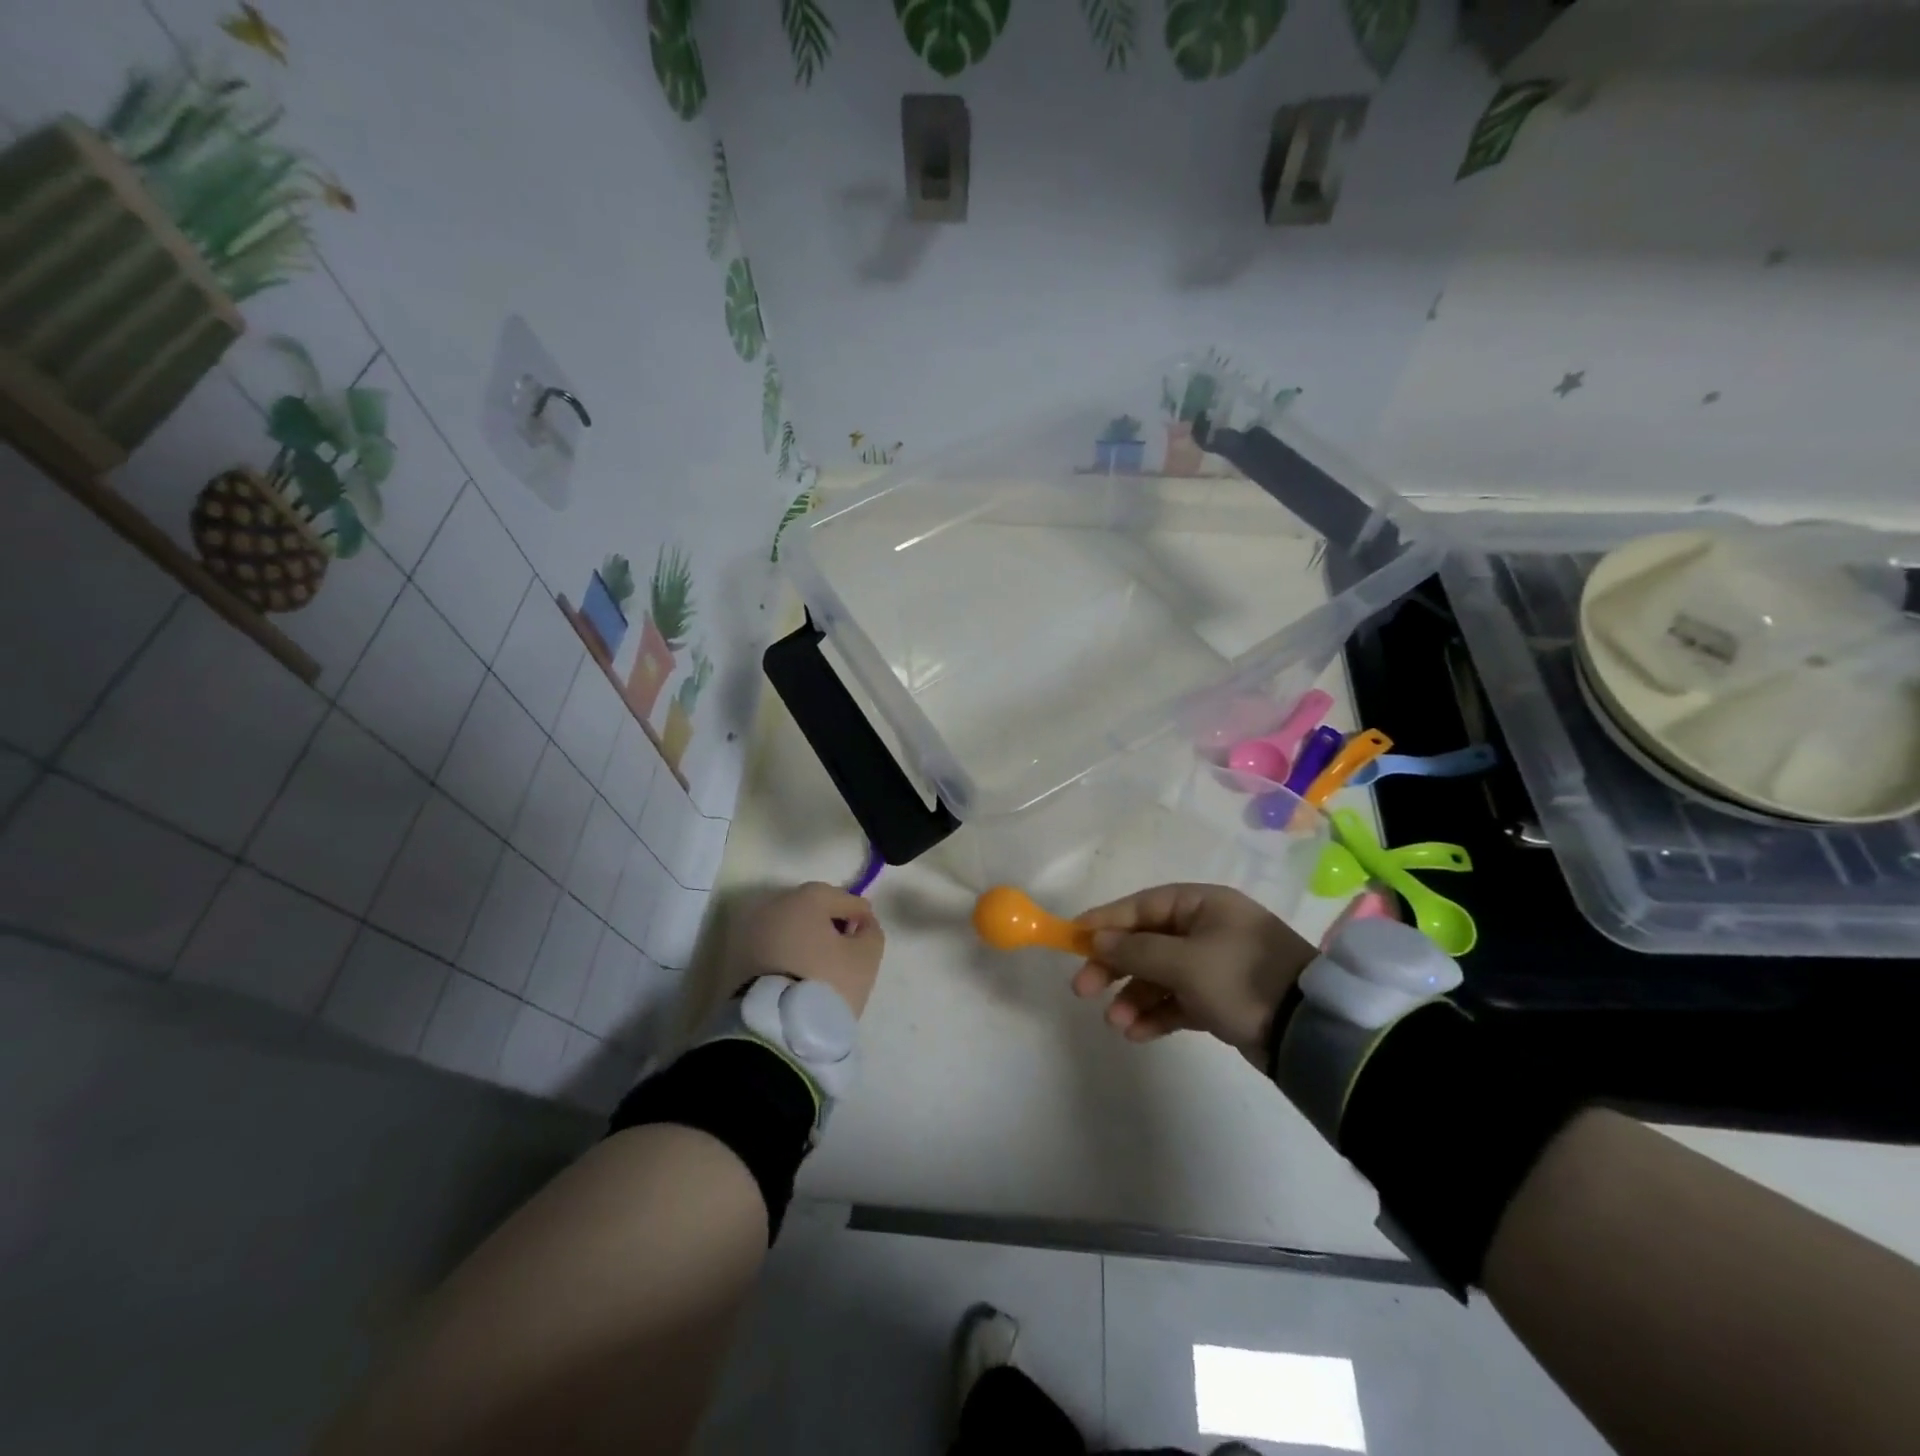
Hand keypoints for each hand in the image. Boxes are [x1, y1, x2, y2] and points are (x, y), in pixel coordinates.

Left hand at [733, 881, 884, 1016]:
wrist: (774, 1028)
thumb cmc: (827, 982)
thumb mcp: (866, 957)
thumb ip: (871, 932)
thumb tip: (862, 925)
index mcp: (807, 898)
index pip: (843, 898)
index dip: (861, 914)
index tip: (868, 934)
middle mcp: (774, 905)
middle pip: (812, 908)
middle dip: (830, 922)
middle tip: (846, 947)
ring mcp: (751, 930)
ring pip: (789, 927)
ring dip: (806, 938)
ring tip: (822, 964)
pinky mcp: (737, 957)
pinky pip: (772, 947)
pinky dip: (787, 954)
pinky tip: (800, 973)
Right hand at [1071, 884, 1314, 1057]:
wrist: (1308, 1032)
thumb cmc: (1242, 979)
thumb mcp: (1184, 962)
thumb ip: (1136, 950)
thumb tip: (1097, 940)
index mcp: (1202, 905)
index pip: (1142, 906)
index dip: (1105, 921)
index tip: (1072, 939)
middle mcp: (1206, 929)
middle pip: (1146, 942)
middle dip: (1114, 967)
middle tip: (1083, 990)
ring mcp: (1213, 965)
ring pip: (1159, 976)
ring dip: (1133, 997)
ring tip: (1116, 1023)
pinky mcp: (1219, 999)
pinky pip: (1177, 1001)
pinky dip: (1156, 1015)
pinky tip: (1137, 1033)